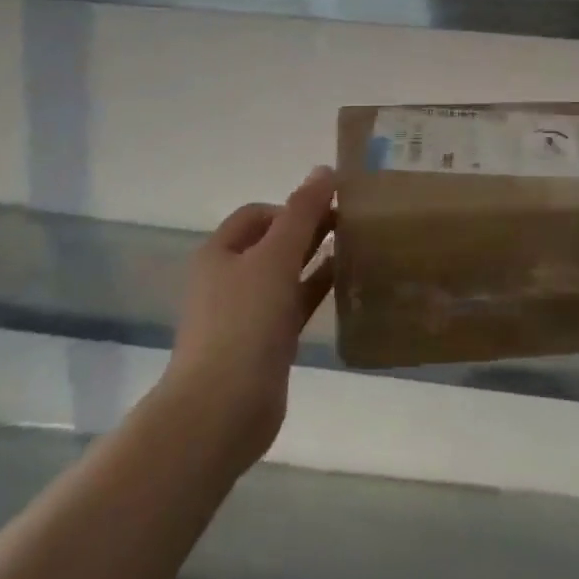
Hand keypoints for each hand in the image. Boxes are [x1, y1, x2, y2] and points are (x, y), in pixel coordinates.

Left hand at [164, 167, 335, 471]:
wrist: (222, 409)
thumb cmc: (244, 323)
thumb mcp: (275, 257)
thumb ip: (302, 212)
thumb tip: (324, 170)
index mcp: (221, 252)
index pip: (259, 214)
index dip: (293, 206)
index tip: (332, 209)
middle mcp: (230, 278)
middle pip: (273, 242)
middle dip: (309, 229)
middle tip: (354, 223)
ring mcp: (247, 313)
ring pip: (286, 274)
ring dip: (316, 259)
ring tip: (358, 247)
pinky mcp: (266, 343)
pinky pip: (295, 305)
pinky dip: (317, 290)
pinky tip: (348, 283)